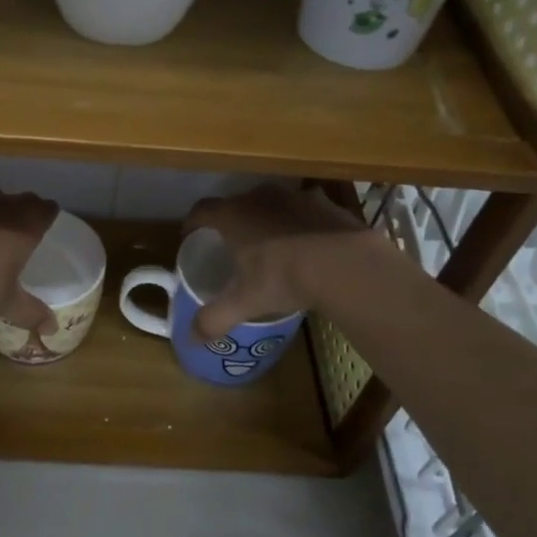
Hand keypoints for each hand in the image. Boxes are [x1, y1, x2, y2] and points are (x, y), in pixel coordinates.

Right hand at [182, 184, 380, 340]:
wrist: (346, 263)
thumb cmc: (284, 276)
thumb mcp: (246, 302)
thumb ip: (215, 318)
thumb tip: (190, 340)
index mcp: (233, 215)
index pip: (202, 210)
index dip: (192, 223)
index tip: (190, 237)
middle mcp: (260, 197)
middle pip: (236, 204)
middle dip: (230, 222)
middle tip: (230, 245)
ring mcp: (294, 196)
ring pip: (270, 205)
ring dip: (264, 220)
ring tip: (268, 244)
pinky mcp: (324, 203)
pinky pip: (300, 211)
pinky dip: (296, 224)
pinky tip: (304, 245)